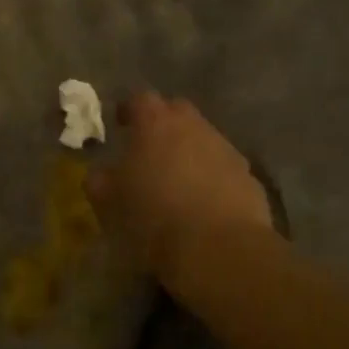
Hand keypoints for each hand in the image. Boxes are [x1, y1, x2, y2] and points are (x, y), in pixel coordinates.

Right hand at [88, 92, 272, 275]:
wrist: (219, 249)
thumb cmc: (153, 219)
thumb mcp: (109, 203)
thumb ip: (100, 181)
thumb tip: (100, 173)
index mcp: (155, 124)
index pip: (140, 99)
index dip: (129, 109)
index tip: (120, 124)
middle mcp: (194, 127)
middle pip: (177, 111)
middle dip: (163, 124)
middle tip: (149, 149)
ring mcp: (226, 149)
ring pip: (203, 138)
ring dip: (189, 151)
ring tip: (177, 180)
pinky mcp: (249, 177)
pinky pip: (223, 167)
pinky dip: (212, 176)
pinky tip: (204, 202)